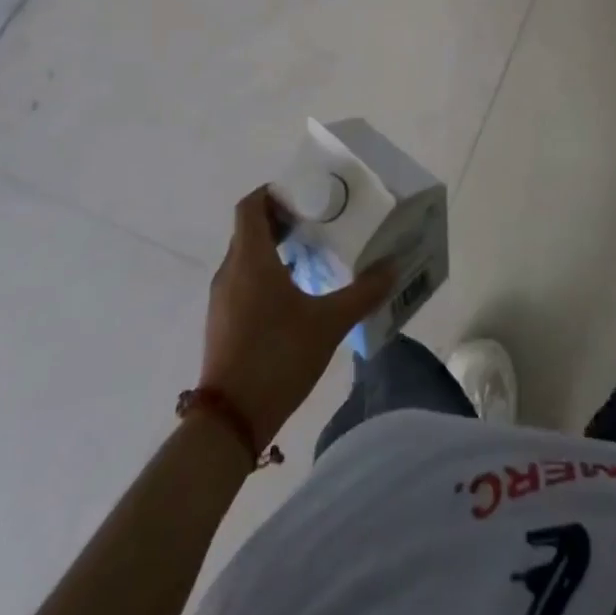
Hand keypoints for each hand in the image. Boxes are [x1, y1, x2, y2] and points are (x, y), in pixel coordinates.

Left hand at [200, 189, 395, 447]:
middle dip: (281, 218)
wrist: (229, 422)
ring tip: (311, 252)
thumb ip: (363, 293)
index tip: (305, 194)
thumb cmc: (277, 357)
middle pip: (250, 229)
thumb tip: (393, 267)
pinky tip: (295, 292)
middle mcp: (231, 271)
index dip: (273, 192)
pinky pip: (243, 280)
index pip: (251, 206)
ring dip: (274, 246)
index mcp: (251, 260)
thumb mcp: (329, 323)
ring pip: (246, 256)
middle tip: (318, 219)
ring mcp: (222, 299)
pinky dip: (265, 272)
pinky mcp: (222, 322)